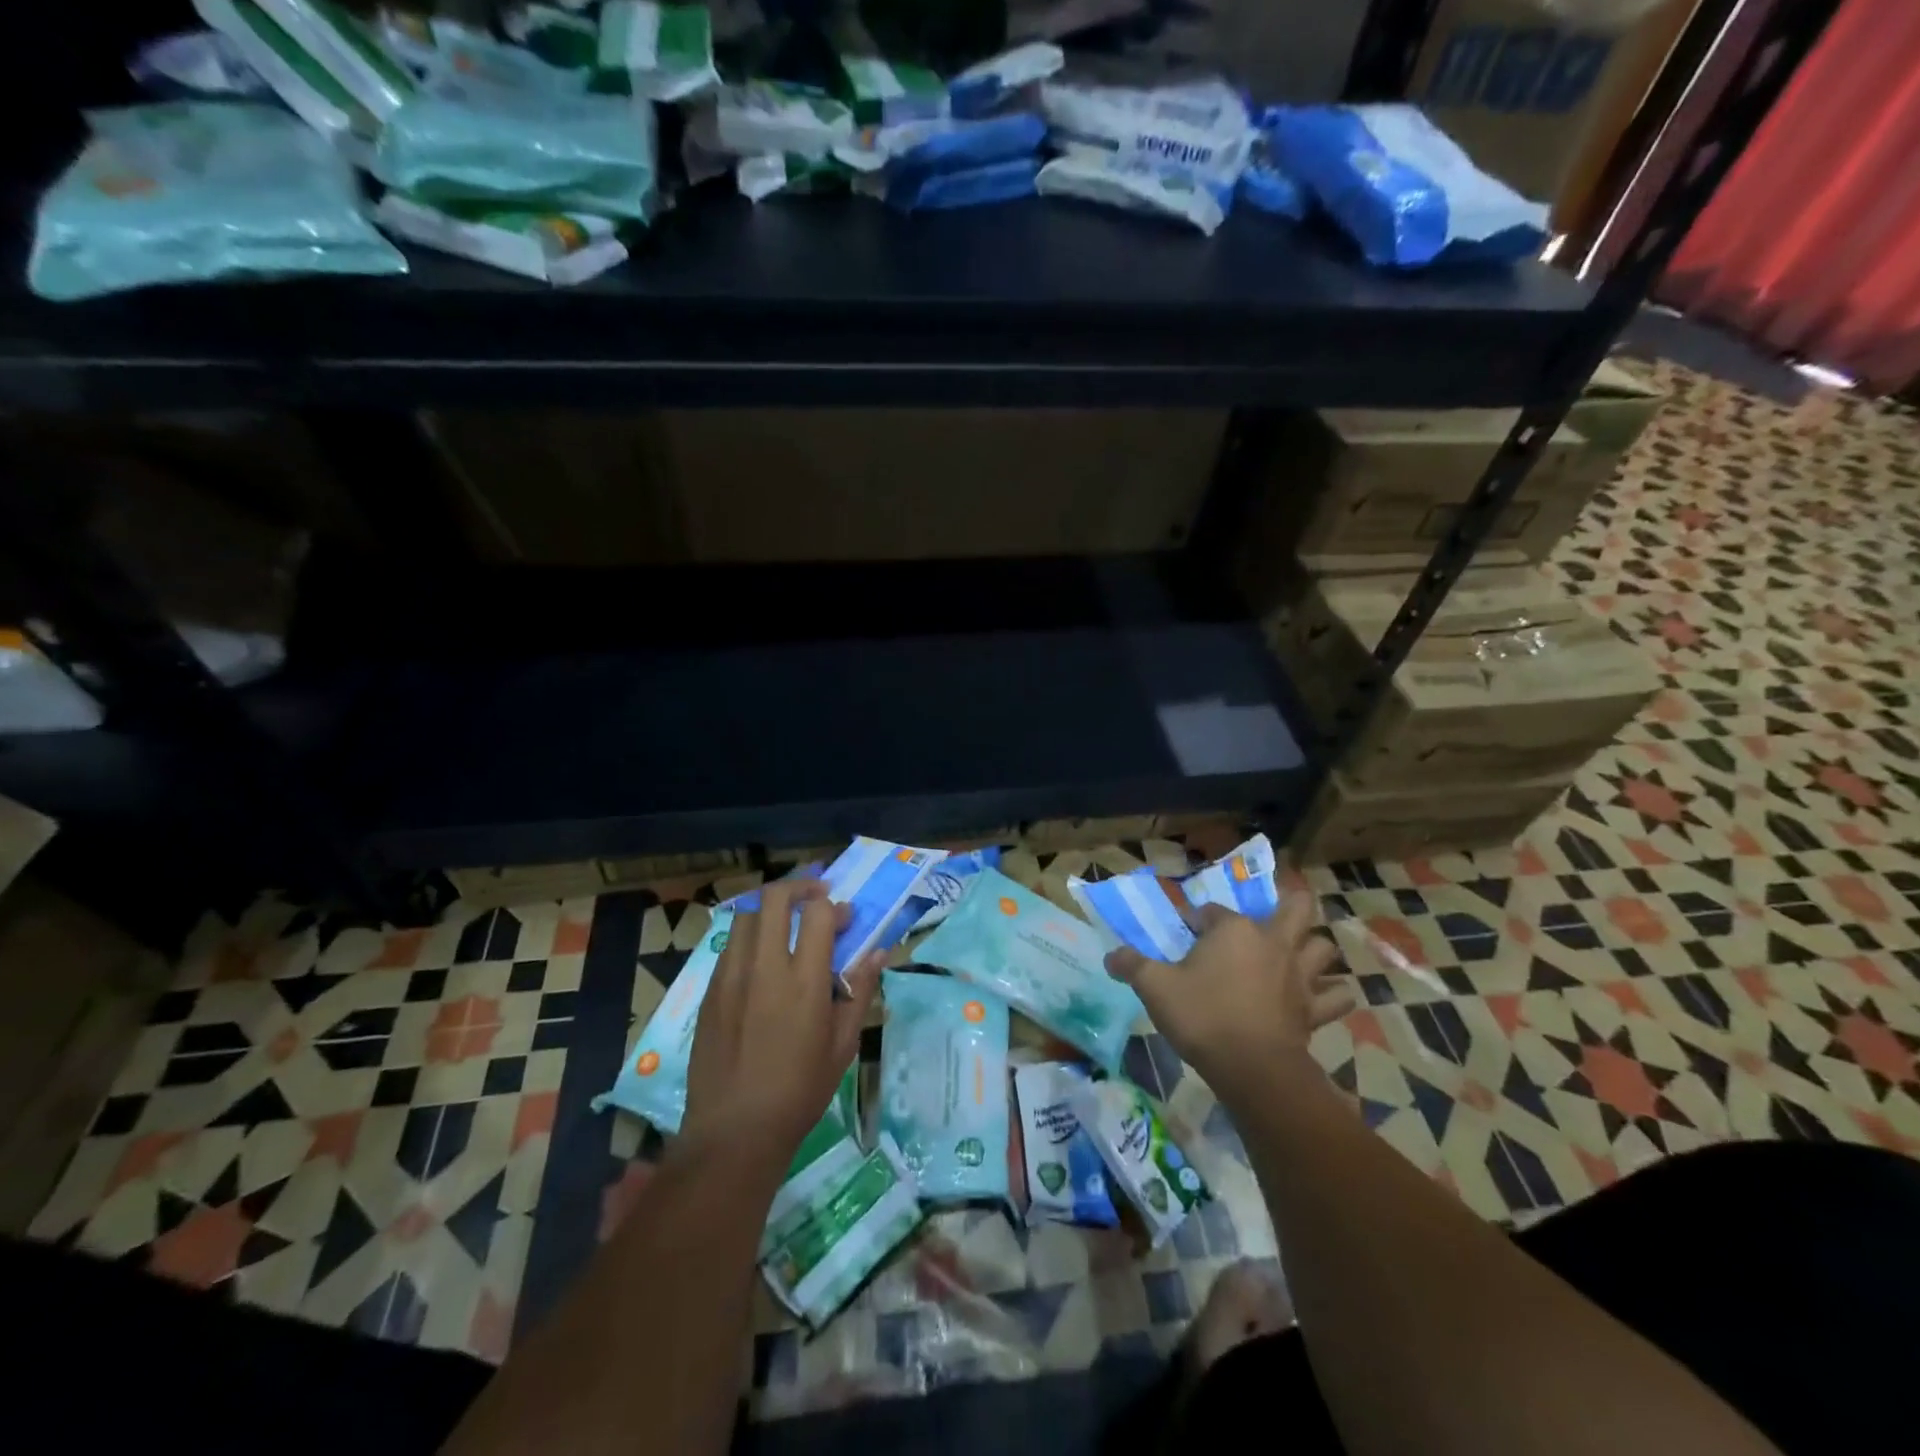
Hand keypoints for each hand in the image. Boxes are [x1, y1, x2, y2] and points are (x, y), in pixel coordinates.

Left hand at [681, 878, 880, 1165]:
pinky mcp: (710, 991)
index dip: (835, 906)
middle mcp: (764, 967)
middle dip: (799, 886)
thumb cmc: (799, 1091)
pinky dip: (749, 936)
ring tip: (786, 922)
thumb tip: (878, 952)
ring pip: (745, 914)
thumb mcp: (842, 1045)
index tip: (846, 920)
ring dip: (770, 908)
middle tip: (816, 896)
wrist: (734, 1131)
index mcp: (803, 981)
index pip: (817, 913)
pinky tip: (761, 959)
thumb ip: (859, 991)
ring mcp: (730, 977)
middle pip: (774, 898)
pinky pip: (729, 945)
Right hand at [1105, 894, 1353, 1100]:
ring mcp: (1299, 975)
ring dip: (1314, 947)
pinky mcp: (1315, 1009)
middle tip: (1274, 914)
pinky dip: (1334, 994)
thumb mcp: (1154, 987)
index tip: (1187, 932)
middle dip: (1290, 904)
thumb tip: (1110, 956)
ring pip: (1323, 948)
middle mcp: (1271, 943)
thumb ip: (1132, 966)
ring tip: (1301, 952)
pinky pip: (1337, 997)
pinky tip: (1324, 996)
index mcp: (1232, 930)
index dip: (1198, 919)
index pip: (1212, 911)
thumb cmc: (1202, 1016)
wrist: (1252, 1067)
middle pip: (1295, 909)